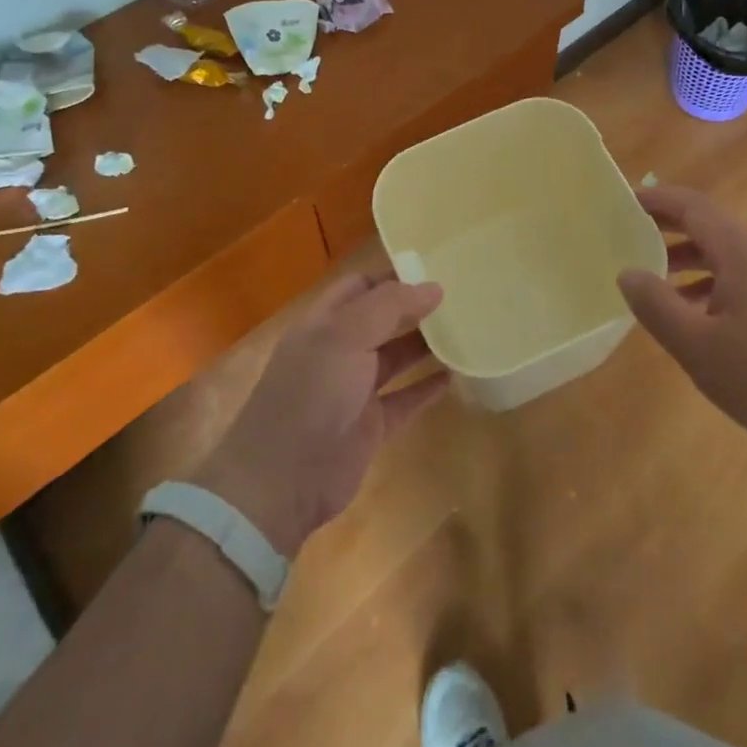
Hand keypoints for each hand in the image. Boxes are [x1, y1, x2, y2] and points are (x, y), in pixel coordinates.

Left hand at [192, 272, 450, 556]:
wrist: (283, 480)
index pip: (359, 286)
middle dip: (412, 307)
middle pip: (379, 320)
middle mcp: (337, 351)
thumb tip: (433, 286)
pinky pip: (404, 399)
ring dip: (422, 344)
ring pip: (393, 358)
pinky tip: (453, 376)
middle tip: (457, 296)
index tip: (433, 266)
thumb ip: (389, 307)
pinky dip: (426, 388)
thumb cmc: (311, 393)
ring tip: (462, 329)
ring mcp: (353, 390)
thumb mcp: (346, 336)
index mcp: (323, 323)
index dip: (392, 275)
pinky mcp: (370, 426)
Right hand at [616, 185, 746, 453]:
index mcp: (741, 254)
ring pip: (729, 259)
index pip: (694, 207)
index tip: (626, 201)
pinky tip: (703, 324)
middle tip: (632, 239)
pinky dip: (714, 289)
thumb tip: (628, 273)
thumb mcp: (699, 346)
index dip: (659, 199)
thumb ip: (657, 306)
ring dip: (690, 264)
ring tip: (659, 288)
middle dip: (670, 230)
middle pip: (711, 229)